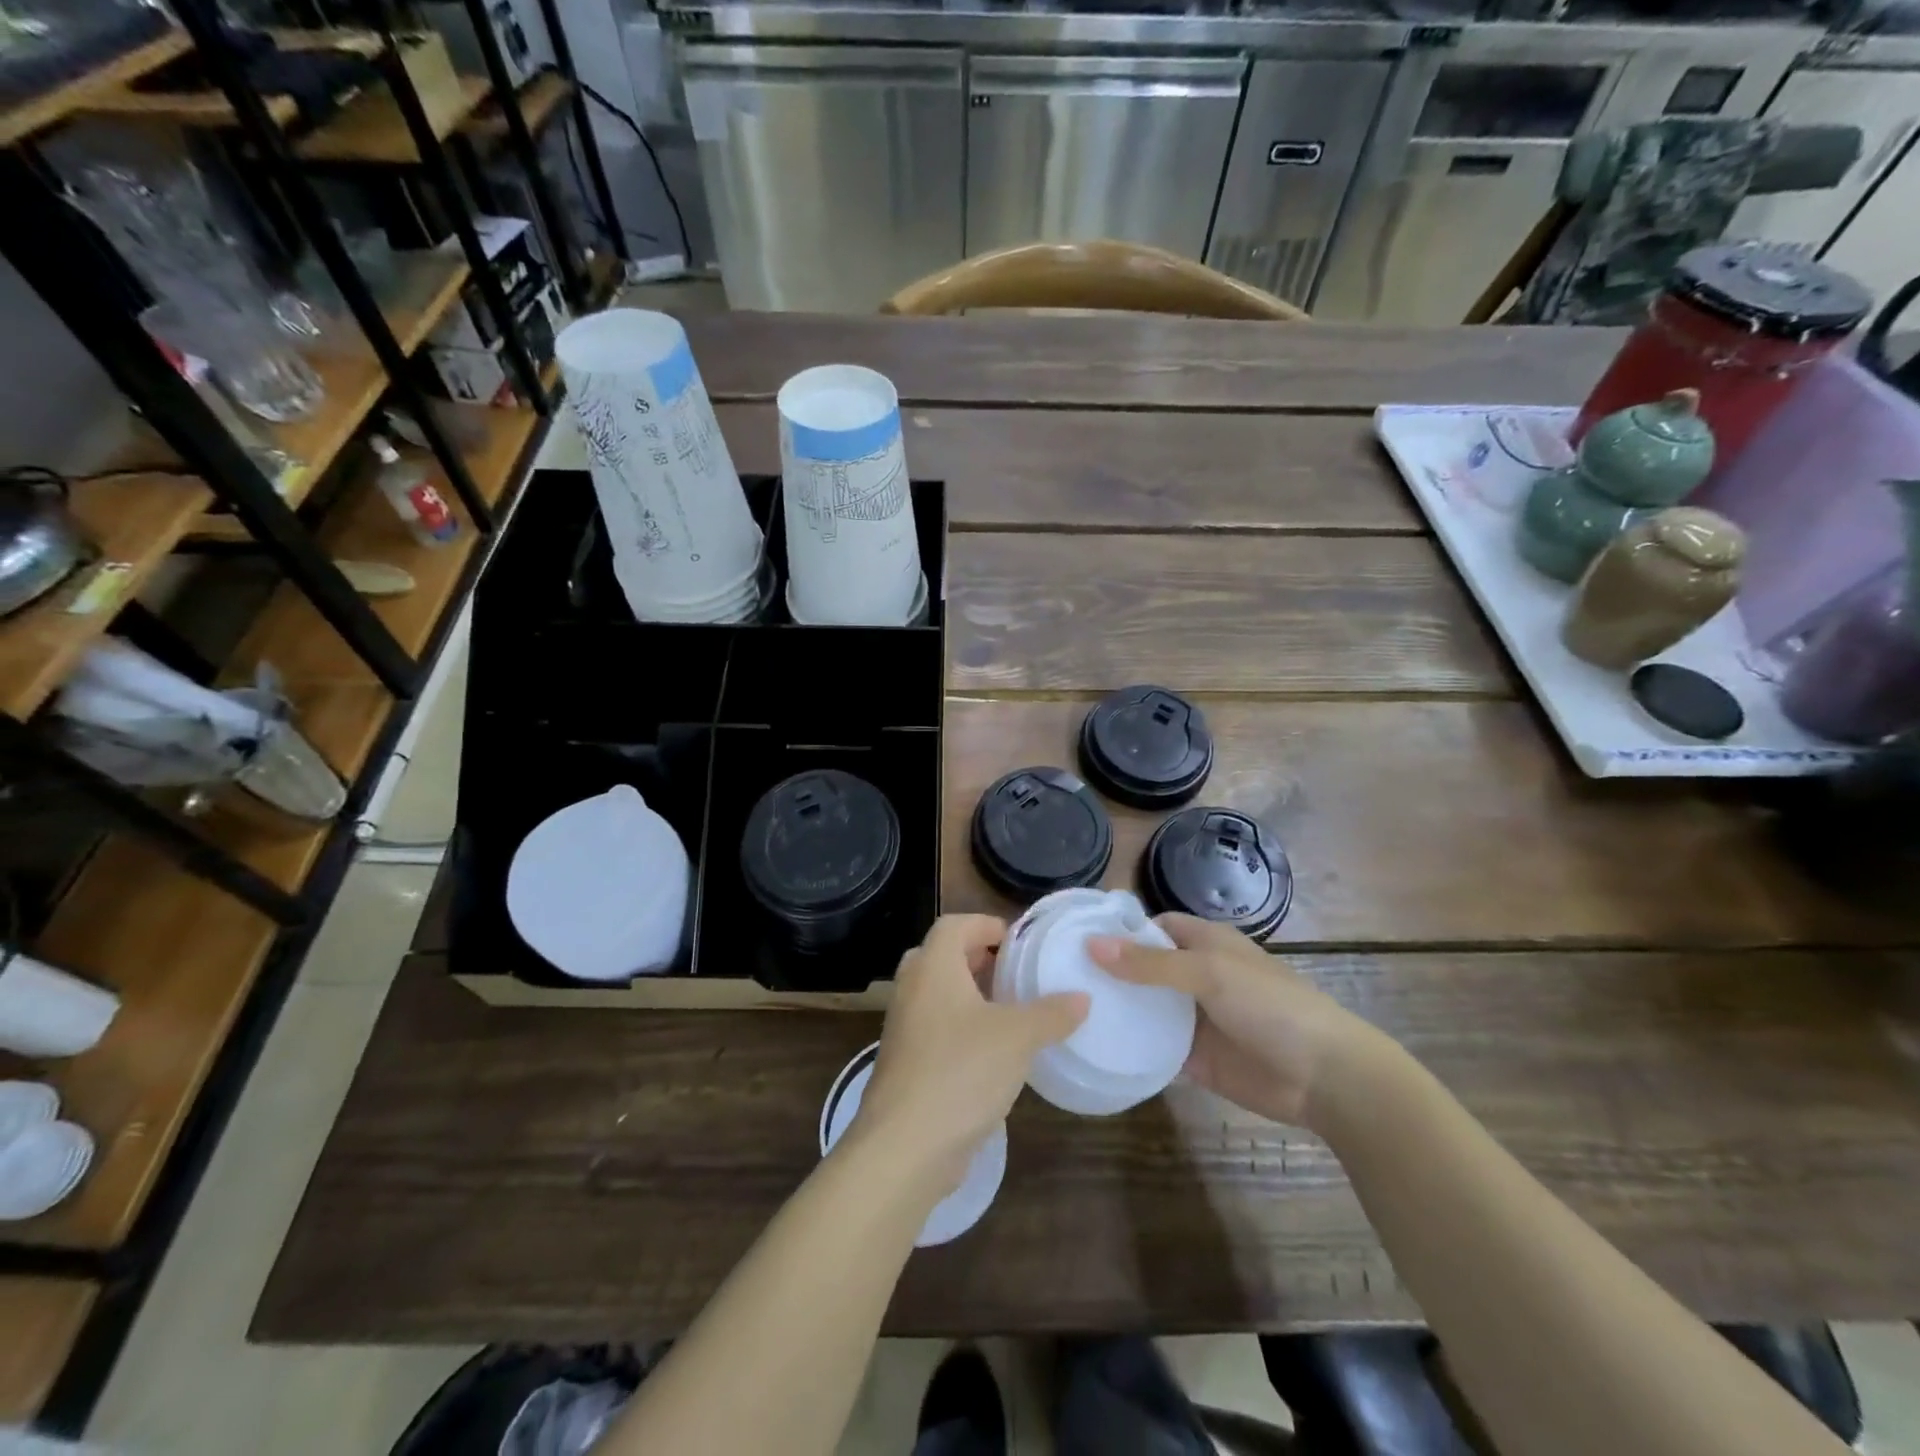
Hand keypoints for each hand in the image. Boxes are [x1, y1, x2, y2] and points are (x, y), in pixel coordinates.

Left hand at [851, 914, 1087, 1194]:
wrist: (905, 1145)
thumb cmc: (962, 1071)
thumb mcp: (1018, 1038)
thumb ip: (1051, 1013)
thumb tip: (1081, 998)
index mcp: (933, 967)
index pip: (954, 924)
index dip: (985, 924)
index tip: (1018, 941)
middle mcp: (912, 988)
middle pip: (942, 955)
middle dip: (978, 959)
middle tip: (1013, 972)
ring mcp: (903, 1027)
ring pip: (936, 993)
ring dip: (969, 995)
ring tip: (1009, 1011)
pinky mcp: (904, 1062)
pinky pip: (933, 1027)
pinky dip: (959, 1027)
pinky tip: (992, 1053)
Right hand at [1088, 914, 1375, 1128]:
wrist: (1325, 1077)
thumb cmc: (1271, 1006)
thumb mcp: (1210, 973)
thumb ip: (1151, 963)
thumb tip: (1092, 944)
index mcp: (1204, 943)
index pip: (1152, 926)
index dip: (1118, 929)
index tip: (1073, 938)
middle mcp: (1194, 975)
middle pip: (1143, 967)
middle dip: (1109, 971)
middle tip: (1059, 977)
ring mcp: (1193, 1018)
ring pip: (1145, 1006)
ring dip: (1115, 1008)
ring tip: (1066, 1011)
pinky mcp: (1194, 1057)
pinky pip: (1154, 1046)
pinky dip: (1130, 1045)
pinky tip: (1094, 1047)